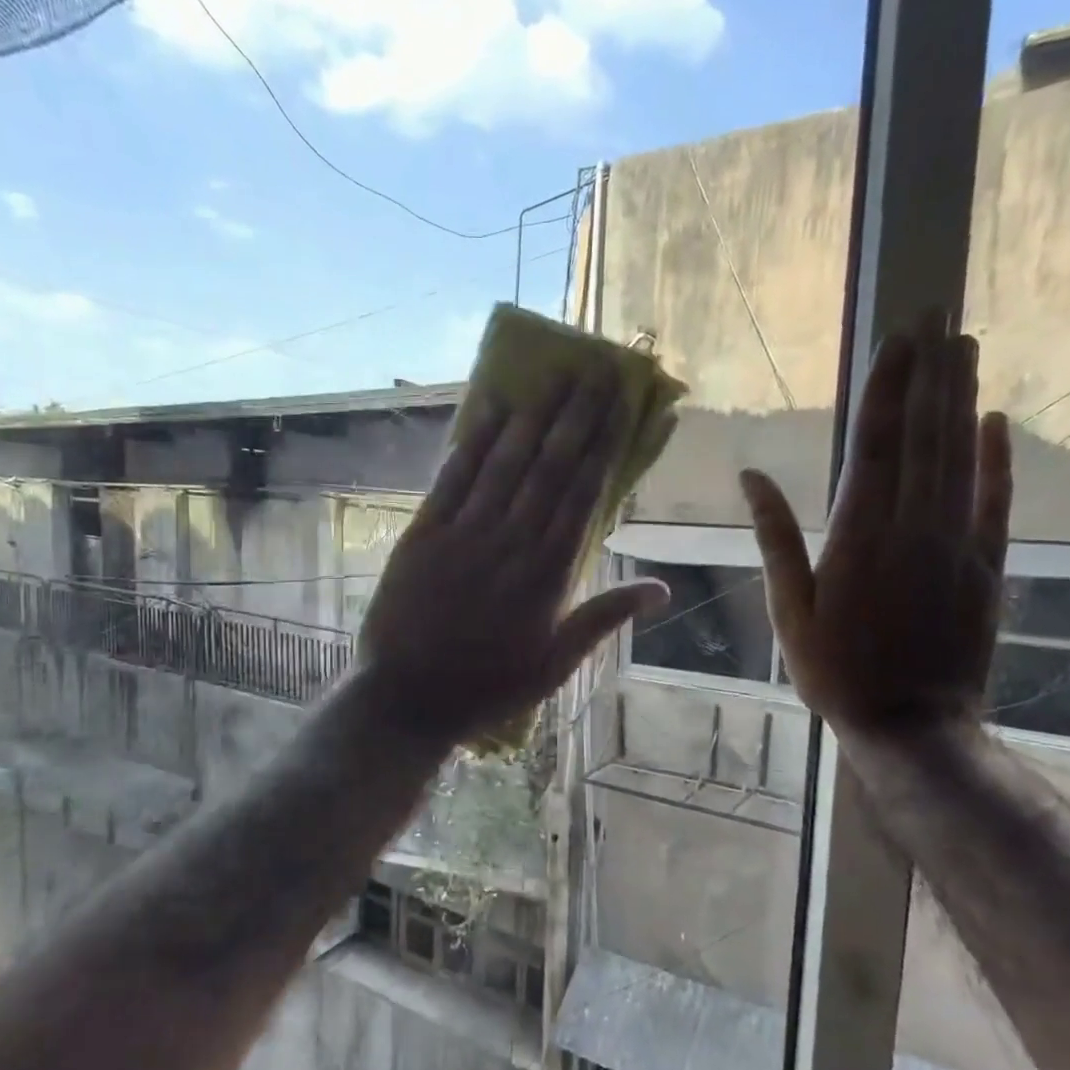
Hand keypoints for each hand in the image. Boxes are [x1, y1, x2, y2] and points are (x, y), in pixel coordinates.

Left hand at [358, 370, 668, 749]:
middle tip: (595, 372)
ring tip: (554, 377)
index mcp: (547, 575)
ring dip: (531, 417)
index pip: (582, 496)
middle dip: (575, 417)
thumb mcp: (556, 664)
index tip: (620, 406)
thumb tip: (662, 589)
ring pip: (504, 464)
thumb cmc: (488, 686)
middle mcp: (510, 542)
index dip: (603, 446)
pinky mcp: (422, 534)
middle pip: (549, 468)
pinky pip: (451, 479)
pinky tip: (489, 408)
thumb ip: (605, 619)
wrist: (407, 698)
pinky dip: (471, 442)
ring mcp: (463, 534)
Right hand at [742, 325, 1011, 738]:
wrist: (911, 724)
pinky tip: (996, 421)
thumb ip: (775, 537)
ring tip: (965, 345)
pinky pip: (995, 501)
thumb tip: (751, 476)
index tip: (899, 336)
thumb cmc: (834, 669)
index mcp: (858, 536)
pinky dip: (998, 459)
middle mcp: (912, 526)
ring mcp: (956, 543)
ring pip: (960, 456)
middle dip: (930, 371)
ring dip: (962, 398)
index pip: (876, 443)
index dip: (887, 386)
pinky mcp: (985, 565)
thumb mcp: (788, 608)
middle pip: (925, 434)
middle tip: (939, 313)